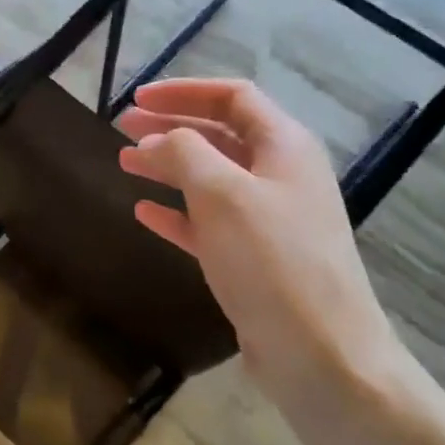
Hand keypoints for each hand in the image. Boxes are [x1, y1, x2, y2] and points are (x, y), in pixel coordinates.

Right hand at [117, 77, 403, 400]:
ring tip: (124, 163)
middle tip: (123, 128)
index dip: (184, 91)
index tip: (137, 98)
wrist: (320, 353)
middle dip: (171, 127)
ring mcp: (268, 220)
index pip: (233, 98)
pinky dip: (176, 212)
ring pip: (210, 178)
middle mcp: (280, 176)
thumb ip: (184, 153)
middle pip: (220, 135)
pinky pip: (208, 222)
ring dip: (168, 166)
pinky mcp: (253, 259)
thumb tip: (155, 141)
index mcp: (284, 147)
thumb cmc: (272, 261)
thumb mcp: (223, 194)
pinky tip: (144, 212)